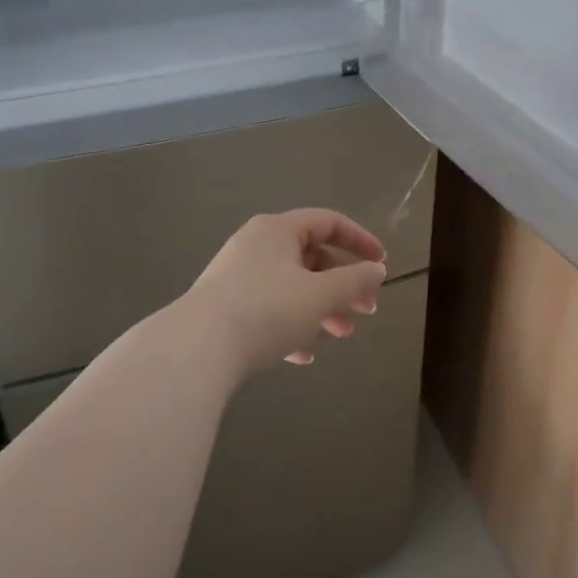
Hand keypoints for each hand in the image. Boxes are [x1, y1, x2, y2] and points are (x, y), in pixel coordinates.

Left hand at [178, 209, 388, 374]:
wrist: (195, 351)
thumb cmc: (266, 310)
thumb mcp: (320, 295)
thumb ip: (355, 281)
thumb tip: (377, 269)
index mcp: (278, 230)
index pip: (328, 222)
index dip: (360, 240)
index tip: (382, 263)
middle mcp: (255, 245)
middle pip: (311, 256)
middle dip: (343, 284)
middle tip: (367, 309)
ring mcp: (236, 277)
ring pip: (291, 285)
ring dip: (321, 308)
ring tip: (341, 335)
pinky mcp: (223, 308)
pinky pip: (267, 309)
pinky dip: (290, 325)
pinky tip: (302, 355)